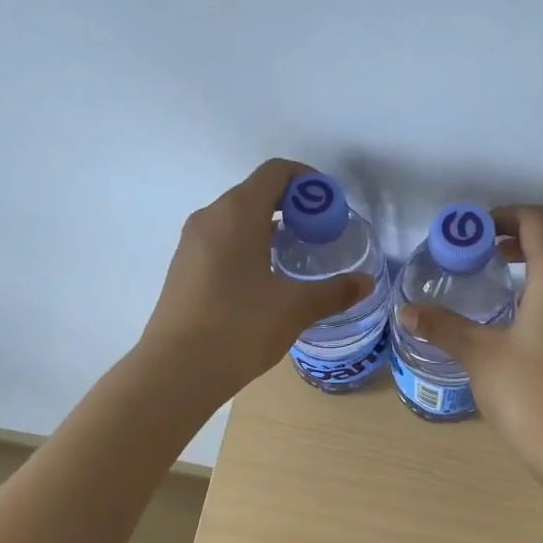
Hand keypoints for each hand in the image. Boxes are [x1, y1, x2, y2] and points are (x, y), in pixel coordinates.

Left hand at [140, 159, 375, 399]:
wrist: (177, 370)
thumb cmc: (239, 327)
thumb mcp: (295, 309)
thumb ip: (334, 292)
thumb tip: (366, 283)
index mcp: (238, 213)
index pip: (276, 172)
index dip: (307, 181)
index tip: (330, 207)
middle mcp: (210, 217)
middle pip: (256, 193)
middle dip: (292, 207)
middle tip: (320, 236)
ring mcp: (191, 243)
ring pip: (236, 219)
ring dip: (268, 228)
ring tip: (295, 260)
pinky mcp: (183, 268)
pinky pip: (221, 242)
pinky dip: (247, 247)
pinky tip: (263, 282)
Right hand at [398, 204, 542, 472]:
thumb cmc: (530, 395)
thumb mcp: (479, 357)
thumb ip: (444, 327)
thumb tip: (405, 311)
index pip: (539, 222)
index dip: (507, 216)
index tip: (477, 233)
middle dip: (528, 238)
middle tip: (492, 256)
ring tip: (508, 290)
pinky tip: (531, 328)